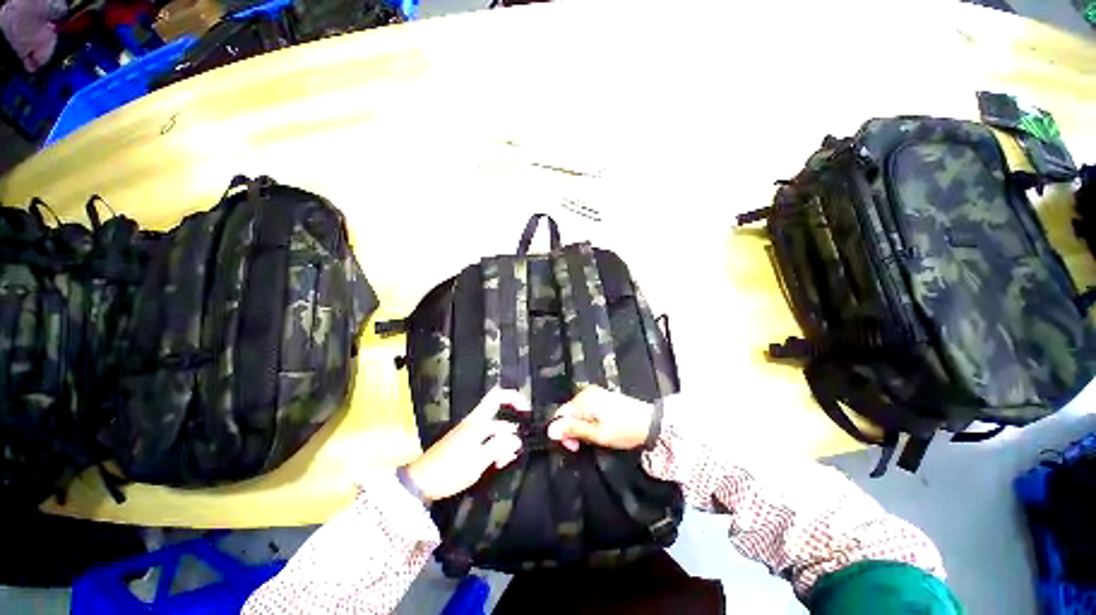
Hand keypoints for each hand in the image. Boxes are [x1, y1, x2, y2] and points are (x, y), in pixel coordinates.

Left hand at [405, 387, 529, 501]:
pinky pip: (486, 442)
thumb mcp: (477, 461)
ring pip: (494, 433)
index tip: (526, 412)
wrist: (419, 483)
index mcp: (477, 421)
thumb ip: (499, 447)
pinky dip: (494, 450)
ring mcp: (469, 433)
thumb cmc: (449, 470)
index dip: (514, 398)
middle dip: (511, 433)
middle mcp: (474, 423)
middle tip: (514, 453)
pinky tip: (496, 463)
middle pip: (499, 419)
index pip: (498, 396)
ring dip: (503, 445)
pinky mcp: (465, 444)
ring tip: (504, 462)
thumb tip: (516, 438)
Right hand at [547, 386, 654, 451]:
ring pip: (577, 411)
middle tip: (582, 445)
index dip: (562, 431)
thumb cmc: (623, 430)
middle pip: (568, 412)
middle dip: (571, 429)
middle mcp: (587, 392)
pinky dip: (587, 420)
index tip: (573, 446)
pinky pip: (586, 409)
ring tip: (593, 438)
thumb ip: (573, 429)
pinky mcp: (602, 397)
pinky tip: (598, 429)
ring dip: (580, 426)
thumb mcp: (597, 434)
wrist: (650, 423)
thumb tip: (550, 429)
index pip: (561, 414)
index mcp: (584, 399)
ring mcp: (595, 393)